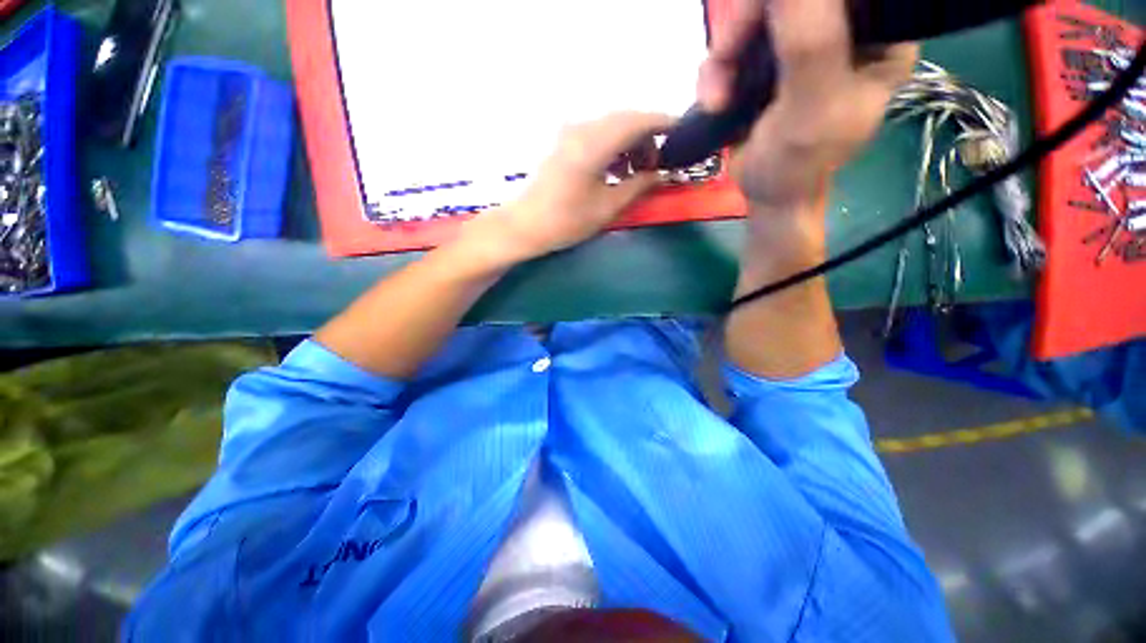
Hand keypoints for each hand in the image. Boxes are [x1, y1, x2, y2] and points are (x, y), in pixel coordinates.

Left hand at [461, 112, 674, 264]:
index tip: (682, 135)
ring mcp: (570, 133)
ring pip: (611, 127)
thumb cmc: (566, 221)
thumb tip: (661, 174)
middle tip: (656, 166)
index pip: (638, 120)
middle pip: (625, 120)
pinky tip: (616, 172)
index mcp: (595, 142)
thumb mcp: (607, 207)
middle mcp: (582, 127)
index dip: (664, 124)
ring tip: (637, 173)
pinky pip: (597, 136)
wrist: (524, 226)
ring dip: (629, 144)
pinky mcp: (563, 143)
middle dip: (647, 138)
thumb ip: (638, 186)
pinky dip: (613, 148)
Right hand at [699, 0, 916, 209]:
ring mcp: (803, 44)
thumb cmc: (796, 164)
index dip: (793, 4)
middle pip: (789, 2)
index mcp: (879, 37)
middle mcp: (845, 32)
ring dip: (725, 56)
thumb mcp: (811, 107)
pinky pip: (736, 42)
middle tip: (725, 62)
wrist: (764, 194)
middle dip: (747, 28)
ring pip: (756, 17)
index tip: (763, 25)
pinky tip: (714, 100)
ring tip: (716, 98)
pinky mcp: (770, 61)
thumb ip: (809, 42)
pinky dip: (717, 70)